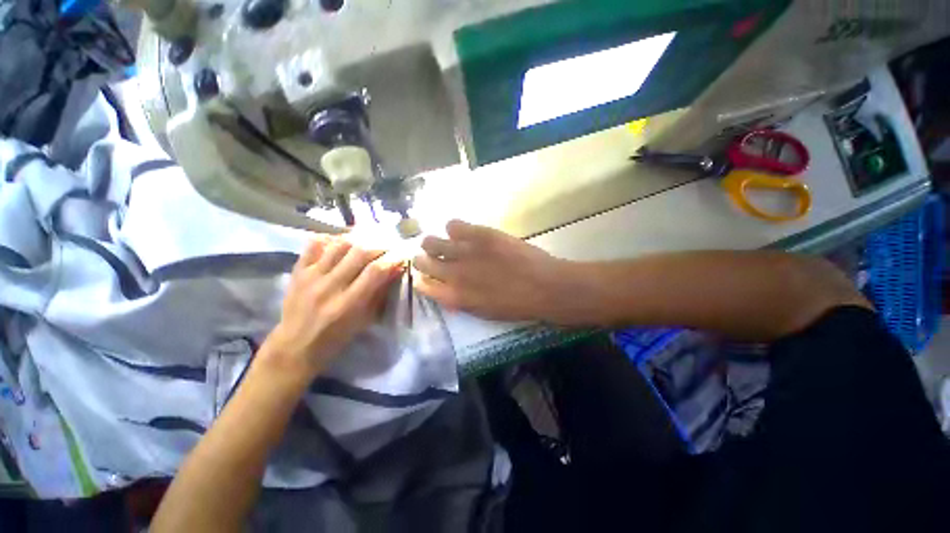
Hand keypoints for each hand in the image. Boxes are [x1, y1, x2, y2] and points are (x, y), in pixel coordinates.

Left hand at [262, 236, 402, 380]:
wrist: (295, 345)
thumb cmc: (336, 337)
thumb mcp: (364, 320)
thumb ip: (380, 293)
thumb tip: (395, 269)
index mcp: (348, 304)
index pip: (375, 271)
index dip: (392, 259)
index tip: (401, 255)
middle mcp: (330, 287)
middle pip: (359, 253)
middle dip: (380, 246)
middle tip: (388, 246)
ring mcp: (311, 276)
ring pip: (339, 245)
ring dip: (359, 240)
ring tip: (367, 241)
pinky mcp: (297, 271)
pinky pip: (313, 244)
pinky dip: (330, 238)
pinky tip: (341, 242)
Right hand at [413, 220, 570, 321]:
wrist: (543, 286)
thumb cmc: (516, 305)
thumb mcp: (484, 311)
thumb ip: (462, 300)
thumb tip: (449, 290)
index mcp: (454, 297)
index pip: (424, 286)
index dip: (422, 279)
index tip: (425, 275)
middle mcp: (453, 274)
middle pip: (423, 262)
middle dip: (423, 260)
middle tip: (430, 257)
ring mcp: (465, 251)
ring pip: (432, 242)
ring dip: (433, 243)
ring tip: (443, 243)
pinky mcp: (479, 234)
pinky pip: (453, 225)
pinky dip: (453, 228)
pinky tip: (461, 232)